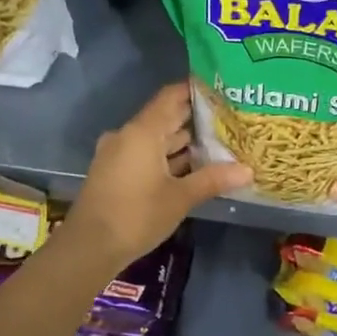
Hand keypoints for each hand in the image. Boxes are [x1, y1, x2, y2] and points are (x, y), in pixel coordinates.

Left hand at [64, 83, 250, 268]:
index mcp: (142, 132)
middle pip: (164, 117)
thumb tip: (248, 170)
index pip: (171, 97)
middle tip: (228, 118)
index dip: (195, 90)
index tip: (221, 89)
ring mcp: (118, 154)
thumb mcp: (180, 197)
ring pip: (155, 139)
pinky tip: (192, 168)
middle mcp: (128, 135)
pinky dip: (167, 157)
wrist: (89, 246)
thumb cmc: (137, 215)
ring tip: (217, 143)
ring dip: (182, 141)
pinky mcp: (115, 172)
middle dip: (194, 119)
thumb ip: (213, 180)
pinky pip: (145, 154)